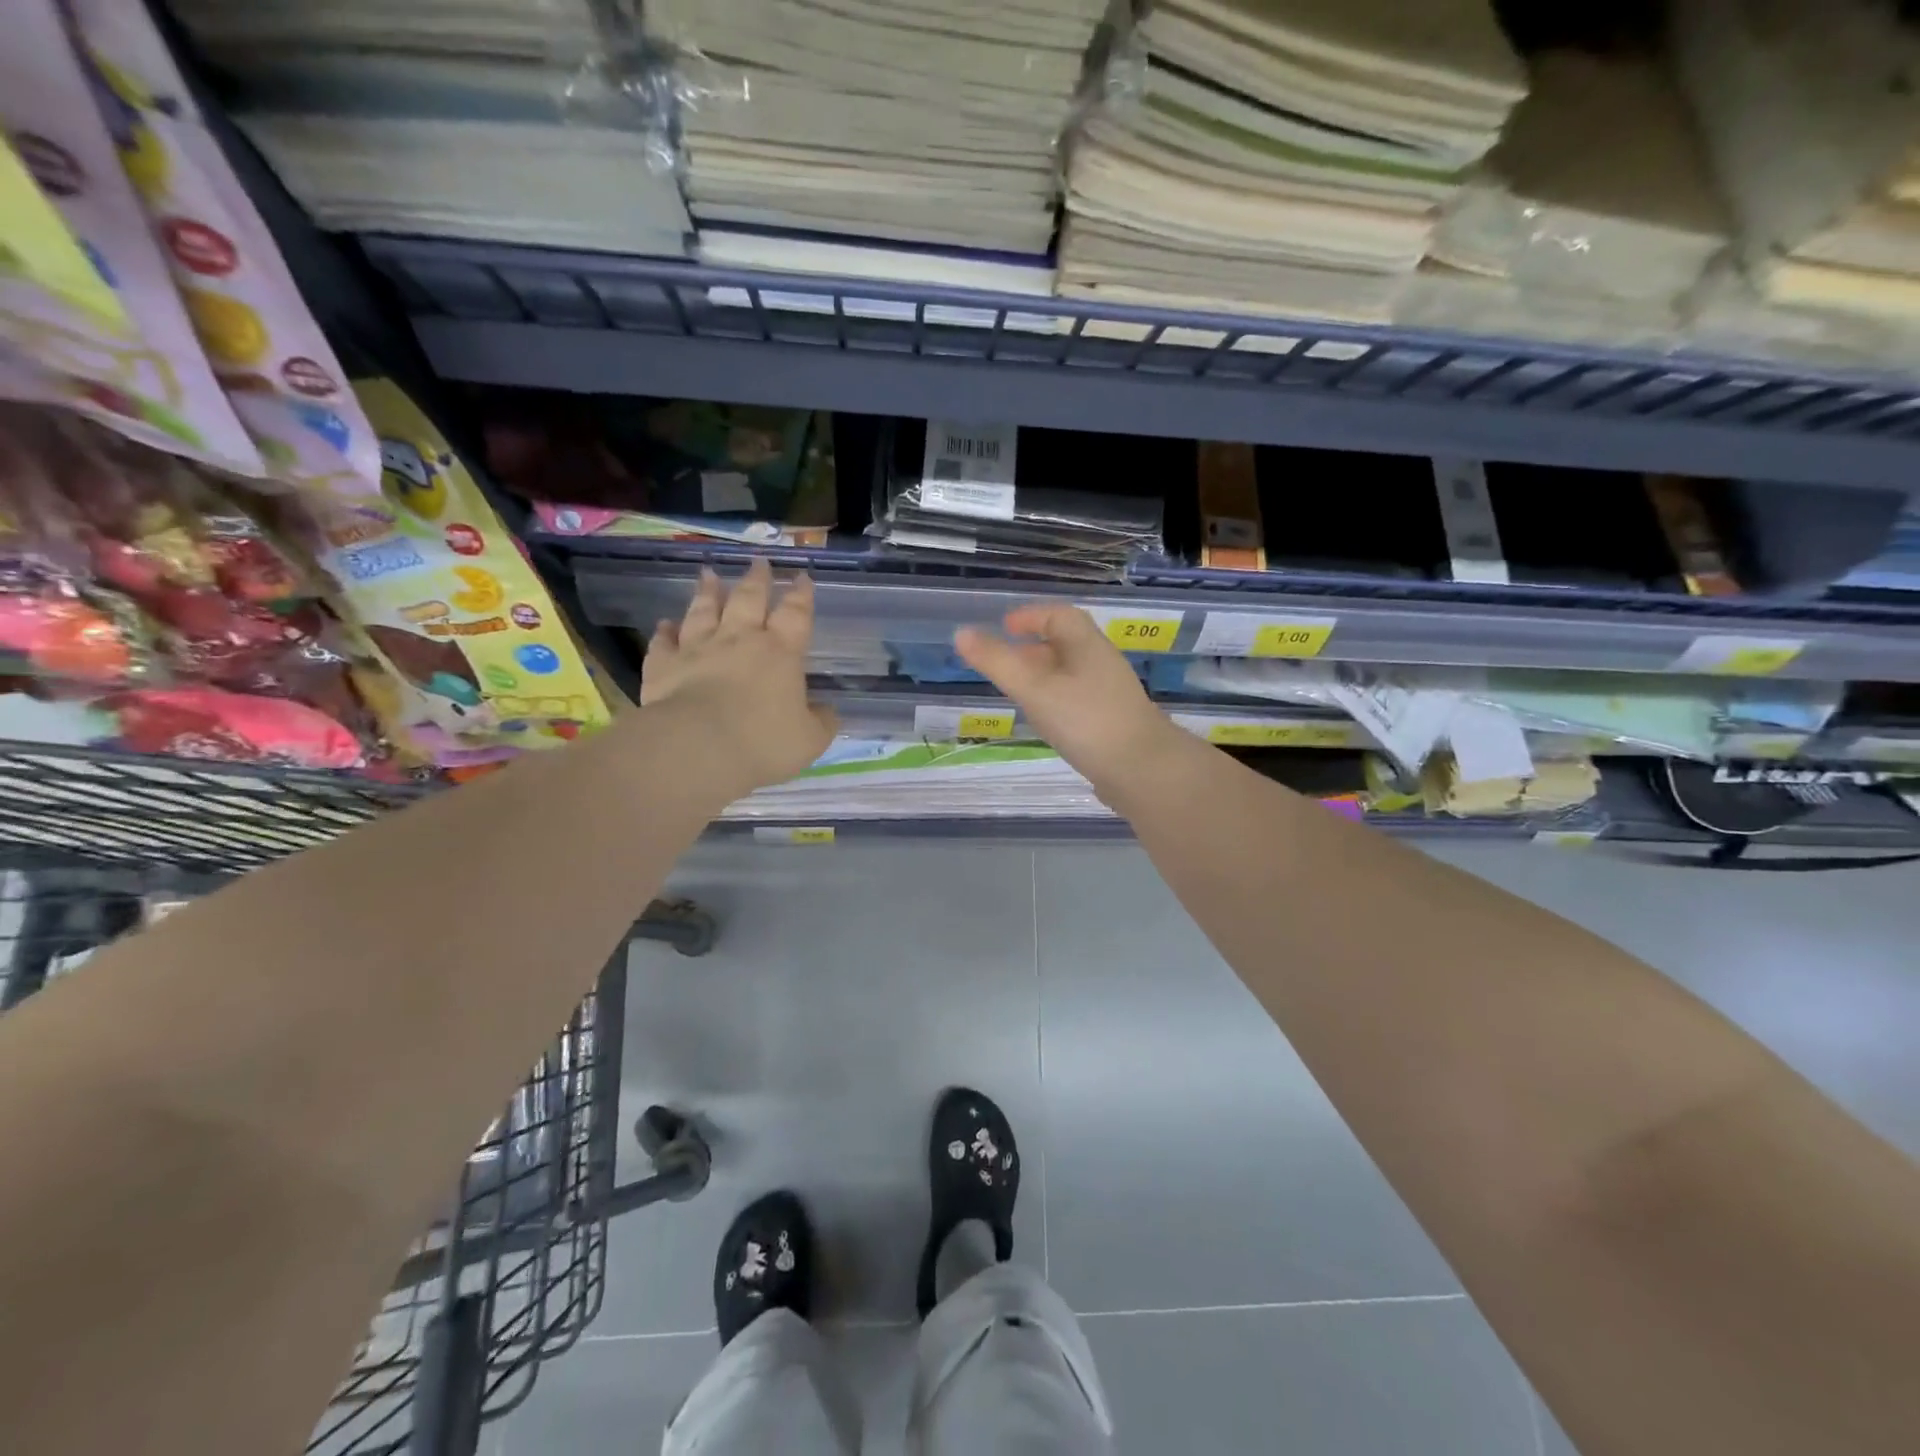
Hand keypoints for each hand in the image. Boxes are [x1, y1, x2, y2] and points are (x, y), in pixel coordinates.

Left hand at [641, 561, 836, 794]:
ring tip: (708, 574)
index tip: (802, 576)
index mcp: (780, 652)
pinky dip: (665, 631)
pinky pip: (664, 643)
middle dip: (757, 579)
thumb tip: (826, 711)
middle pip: (748, 599)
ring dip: (707, 591)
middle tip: (759, 561)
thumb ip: (822, 721)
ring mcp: (697, 649)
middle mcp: (739, 640)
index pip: (795, 614)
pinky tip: (665, 624)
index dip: (801, 595)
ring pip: (703, 611)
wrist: (698, 747)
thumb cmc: (763, 741)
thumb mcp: (810, 739)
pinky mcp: (663, 666)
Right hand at [954, 605, 1185, 794]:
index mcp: (1087, 646)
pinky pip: (1078, 702)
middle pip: (1066, 645)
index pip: (1060, 616)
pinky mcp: (1112, 724)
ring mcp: (1110, 696)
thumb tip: (961, 633)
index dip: (1031, 616)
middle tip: (1002, 663)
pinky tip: (1045, 724)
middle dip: (1032, 649)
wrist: (1143, 771)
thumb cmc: (1086, 721)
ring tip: (1017, 694)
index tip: (1004, 627)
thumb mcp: (1034, 689)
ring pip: (1071, 676)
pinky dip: (1056, 703)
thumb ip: (997, 662)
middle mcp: (1101, 665)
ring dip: (1043, 678)